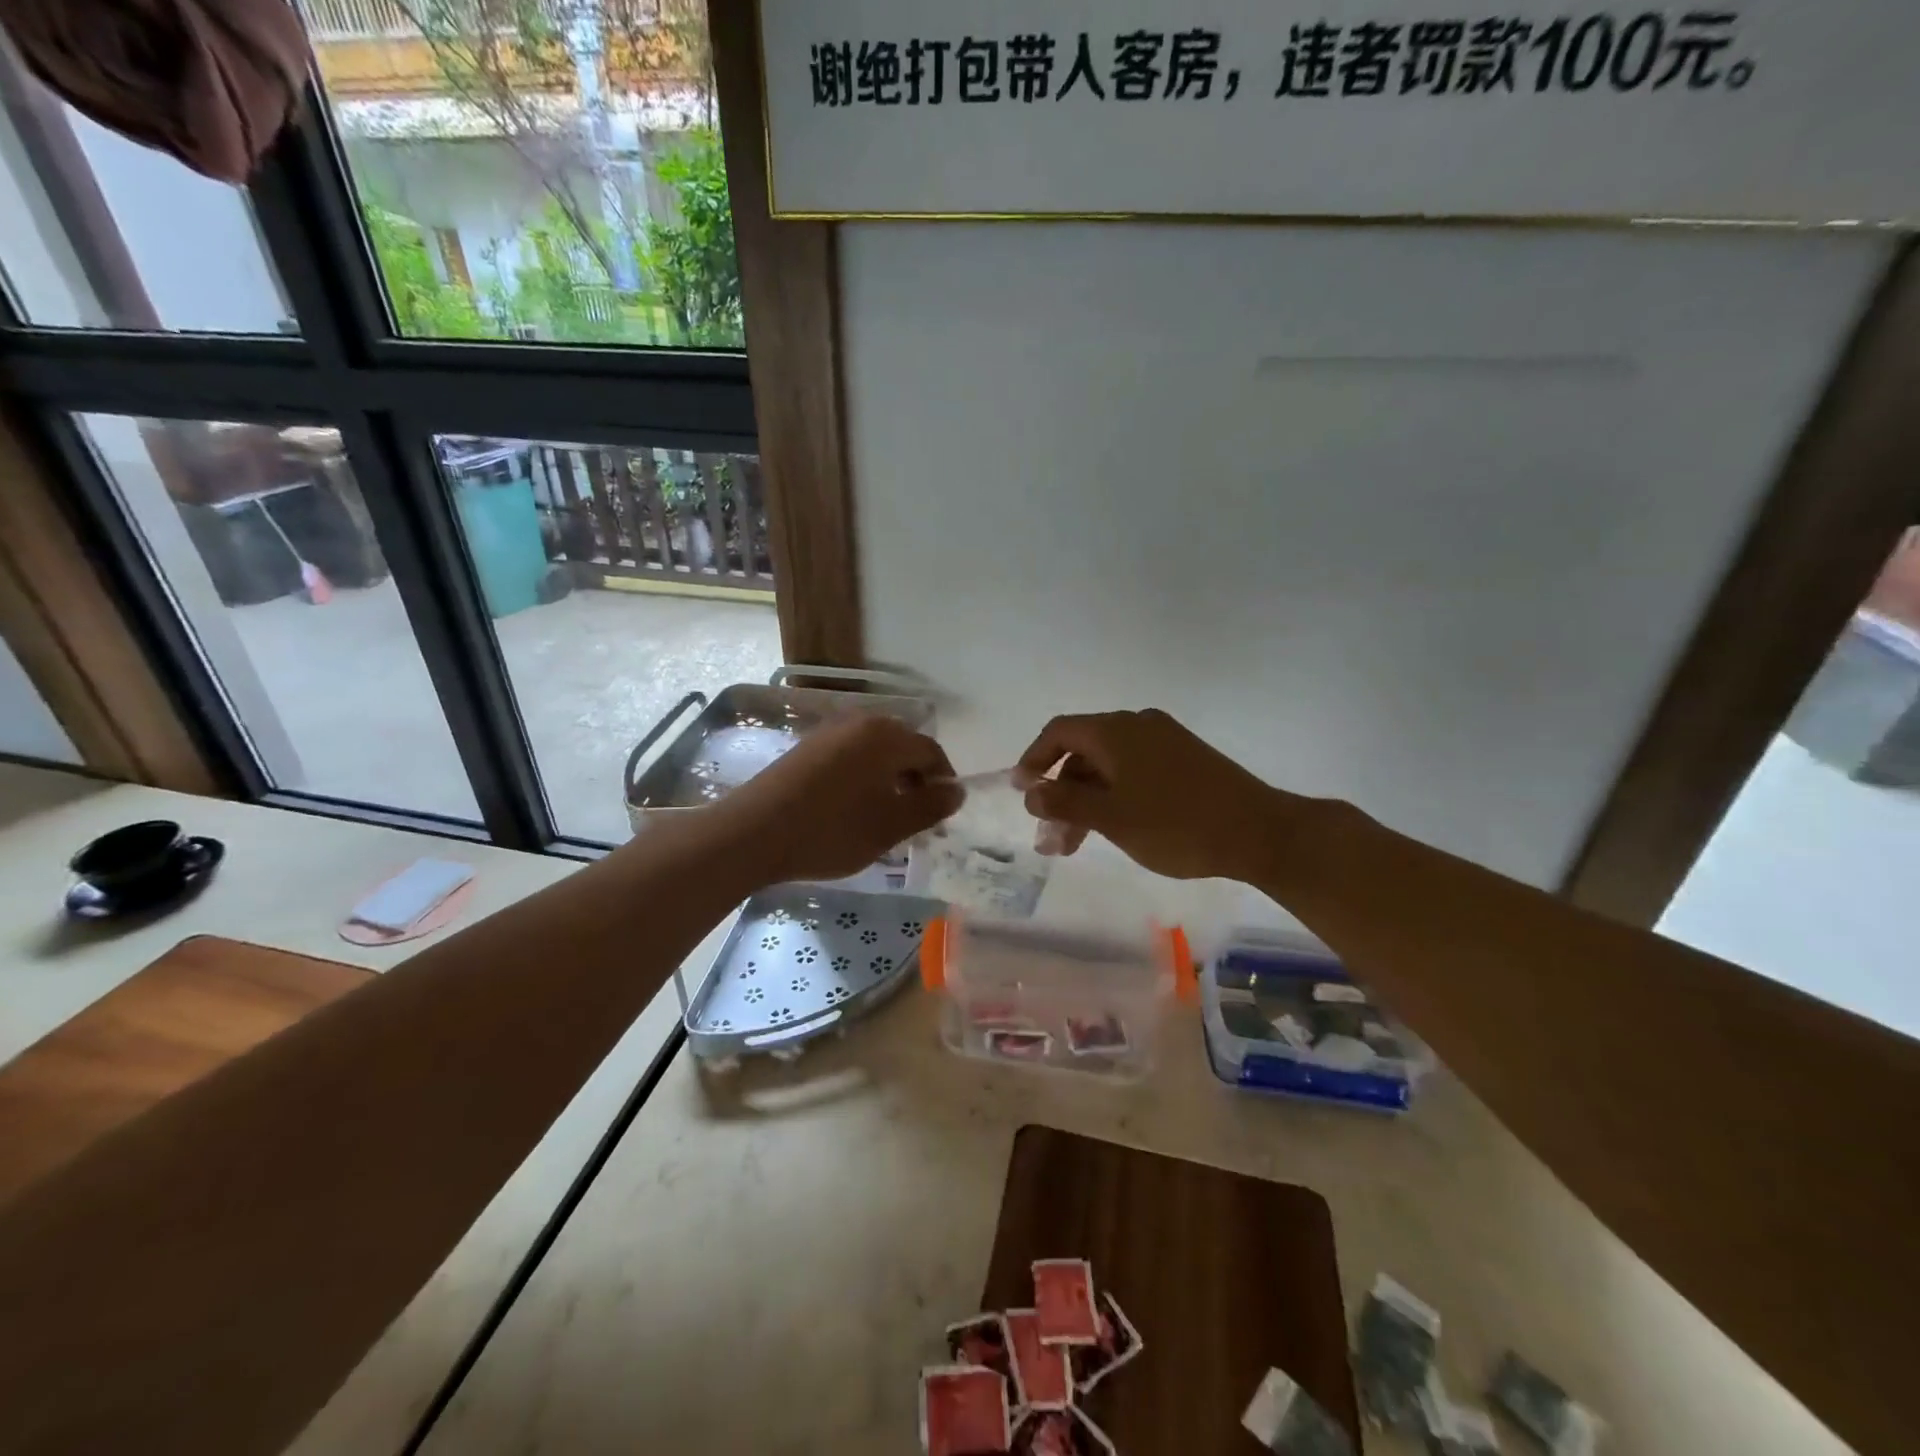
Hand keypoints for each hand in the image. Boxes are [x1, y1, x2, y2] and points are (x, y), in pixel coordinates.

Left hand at [716, 714, 960, 884]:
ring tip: (883, 818)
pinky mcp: (806, 747)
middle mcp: (860, 723)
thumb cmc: (831, 830)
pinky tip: (851, 810)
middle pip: (903, 748)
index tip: (940, 816)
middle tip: (913, 820)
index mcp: (886, 736)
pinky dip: (862, 778)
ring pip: (875, 753)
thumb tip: (957, 790)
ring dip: (888, 781)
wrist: (753, 833)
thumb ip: (930, 806)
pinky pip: (849, 757)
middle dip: (915, 781)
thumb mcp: (890, 826)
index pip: (931, 751)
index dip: (943, 782)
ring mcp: (829, 732)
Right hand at [1017, 709, 1283, 880]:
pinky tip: (1115, 828)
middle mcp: (1138, 725)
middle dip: (1061, 793)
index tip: (1022, 793)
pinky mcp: (1186, 759)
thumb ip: (1064, 802)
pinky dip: (1115, 796)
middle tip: (1051, 838)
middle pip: (1083, 751)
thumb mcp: (1111, 817)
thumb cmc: (1176, 824)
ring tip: (1077, 845)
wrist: (1260, 833)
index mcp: (1116, 730)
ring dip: (1087, 800)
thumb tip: (1031, 792)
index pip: (1059, 731)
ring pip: (1109, 766)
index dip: (1033, 759)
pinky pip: (1135, 771)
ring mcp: (1165, 740)